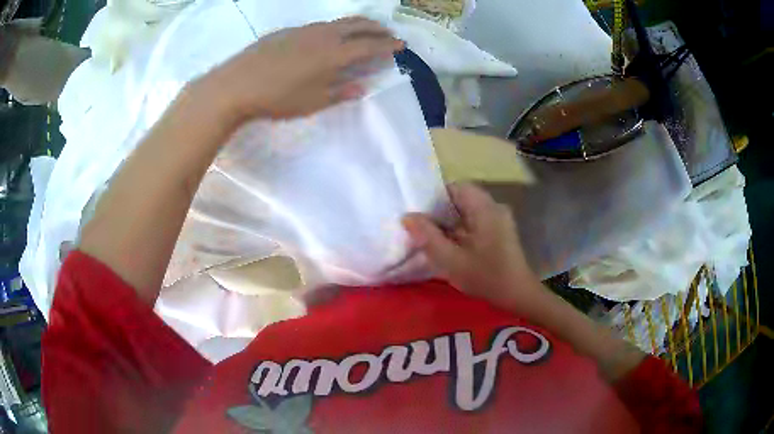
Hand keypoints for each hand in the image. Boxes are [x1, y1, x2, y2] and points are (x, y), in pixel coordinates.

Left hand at [200, 16, 403, 122]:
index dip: (388, 45)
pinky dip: (333, 28)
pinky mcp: (287, 31)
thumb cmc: (277, 98)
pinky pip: (319, 26)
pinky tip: (327, 38)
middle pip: (358, 24)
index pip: (370, 46)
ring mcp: (304, 30)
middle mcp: (324, 35)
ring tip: (363, 31)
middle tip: (388, 33)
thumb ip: (340, 92)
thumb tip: (362, 87)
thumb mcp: (312, 102)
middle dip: (377, 28)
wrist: (236, 84)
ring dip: (356, 25)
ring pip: (338, 22)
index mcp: (334, 54)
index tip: (401, 45)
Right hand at [402, 183, 538, 309]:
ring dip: (449, 222)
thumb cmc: (486, 277)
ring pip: (467, 211)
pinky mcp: (500, 231)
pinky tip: (450, 246)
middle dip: (439, 212)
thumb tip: (407, 217)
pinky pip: (474, 221)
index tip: (419, 213)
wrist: (518, 295)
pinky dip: (460, 229)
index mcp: (484, 208)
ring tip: (431, 237)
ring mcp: (498, 219)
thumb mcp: (451, 260)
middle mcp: (493, 207)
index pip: (455, 187)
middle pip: (460, 198)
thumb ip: (428, 237)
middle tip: (421, 228)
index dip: (434, 197)